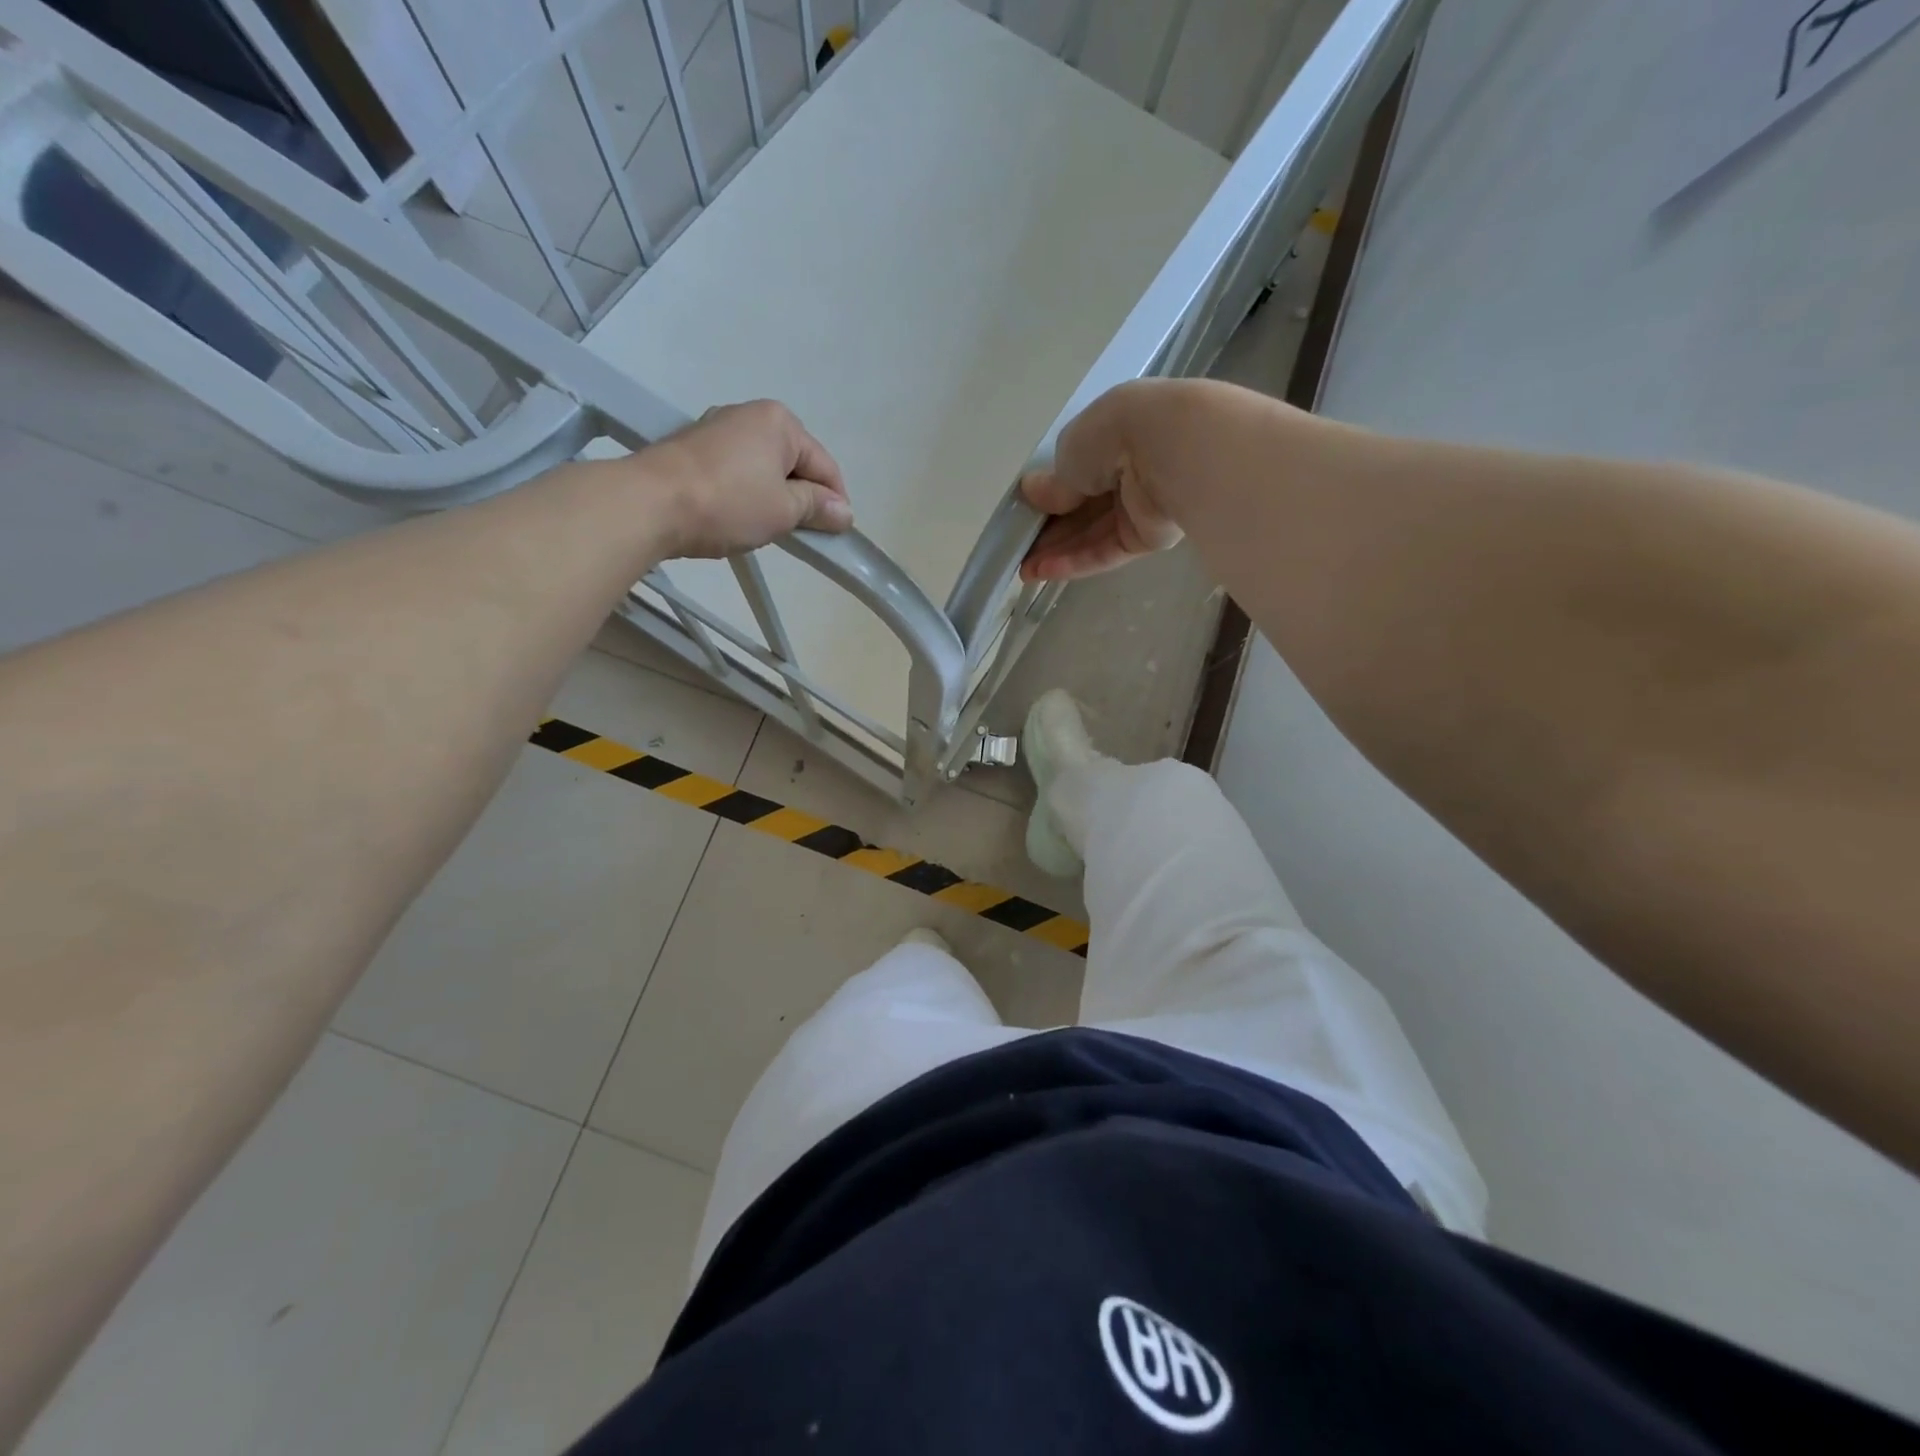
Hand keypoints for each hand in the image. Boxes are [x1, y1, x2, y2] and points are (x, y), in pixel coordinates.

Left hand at [643, 400, 852, 557]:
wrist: (650, 503)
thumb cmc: (728, 504)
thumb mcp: (784, 510)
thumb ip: (818, 508)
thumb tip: (844, 512)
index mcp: (780, 422)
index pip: (824, 465)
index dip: (835, 502)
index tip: (835, 534)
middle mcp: (750, 415)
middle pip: (794, 462)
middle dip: (802, 497)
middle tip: (800, 533)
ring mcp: (718, 428)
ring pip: (764, 467)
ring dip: (774, 496)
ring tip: (767, 528)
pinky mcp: (694, 447)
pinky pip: (737, 470)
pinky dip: (746, 492)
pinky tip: (738, 515)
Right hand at [1019, 381, 1184, 580]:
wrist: (1169, 451)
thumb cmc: (1113, 435)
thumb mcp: (1069, 453)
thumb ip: (1053, 482)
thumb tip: (1032, 493)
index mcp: (1112, 434)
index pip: (1077, 470)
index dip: (1050, 494)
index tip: (1026, 513)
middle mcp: (1128, 468)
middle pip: (1084, 506)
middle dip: (1051, 530)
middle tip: (1020, 551)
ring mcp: (1141, 505)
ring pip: (1093, 533)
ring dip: (1059, 551)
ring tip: (1026, 570)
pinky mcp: (1149, 536)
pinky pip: (1108, 550)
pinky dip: (1078, 561)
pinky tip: (1048, 572)